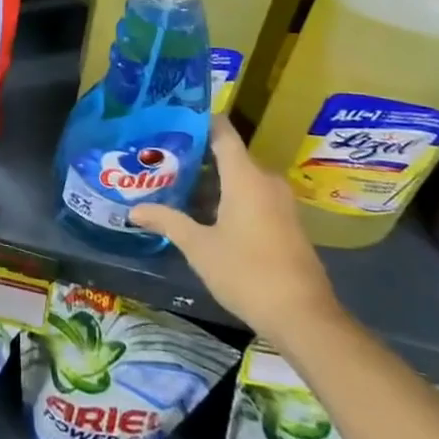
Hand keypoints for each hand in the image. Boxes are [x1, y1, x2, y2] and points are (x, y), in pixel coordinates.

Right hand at [129, 118, 340, 349]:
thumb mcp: (199, 247)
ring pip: (241, 177)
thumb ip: (167, 221)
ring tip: (177, 184)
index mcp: (245, 176)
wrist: (304, 317)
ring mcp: (280, 201)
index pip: (222, 131)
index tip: (170, 121)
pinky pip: (254, 194)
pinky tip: (205, 213)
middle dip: (196, 156)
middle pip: (228, 154)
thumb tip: (134, 210)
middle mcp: (265, 179)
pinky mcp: (287, 221)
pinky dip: (230, 196)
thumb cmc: (247, 273)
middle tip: (162, 159)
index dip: (197, 121)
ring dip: (212, 180)